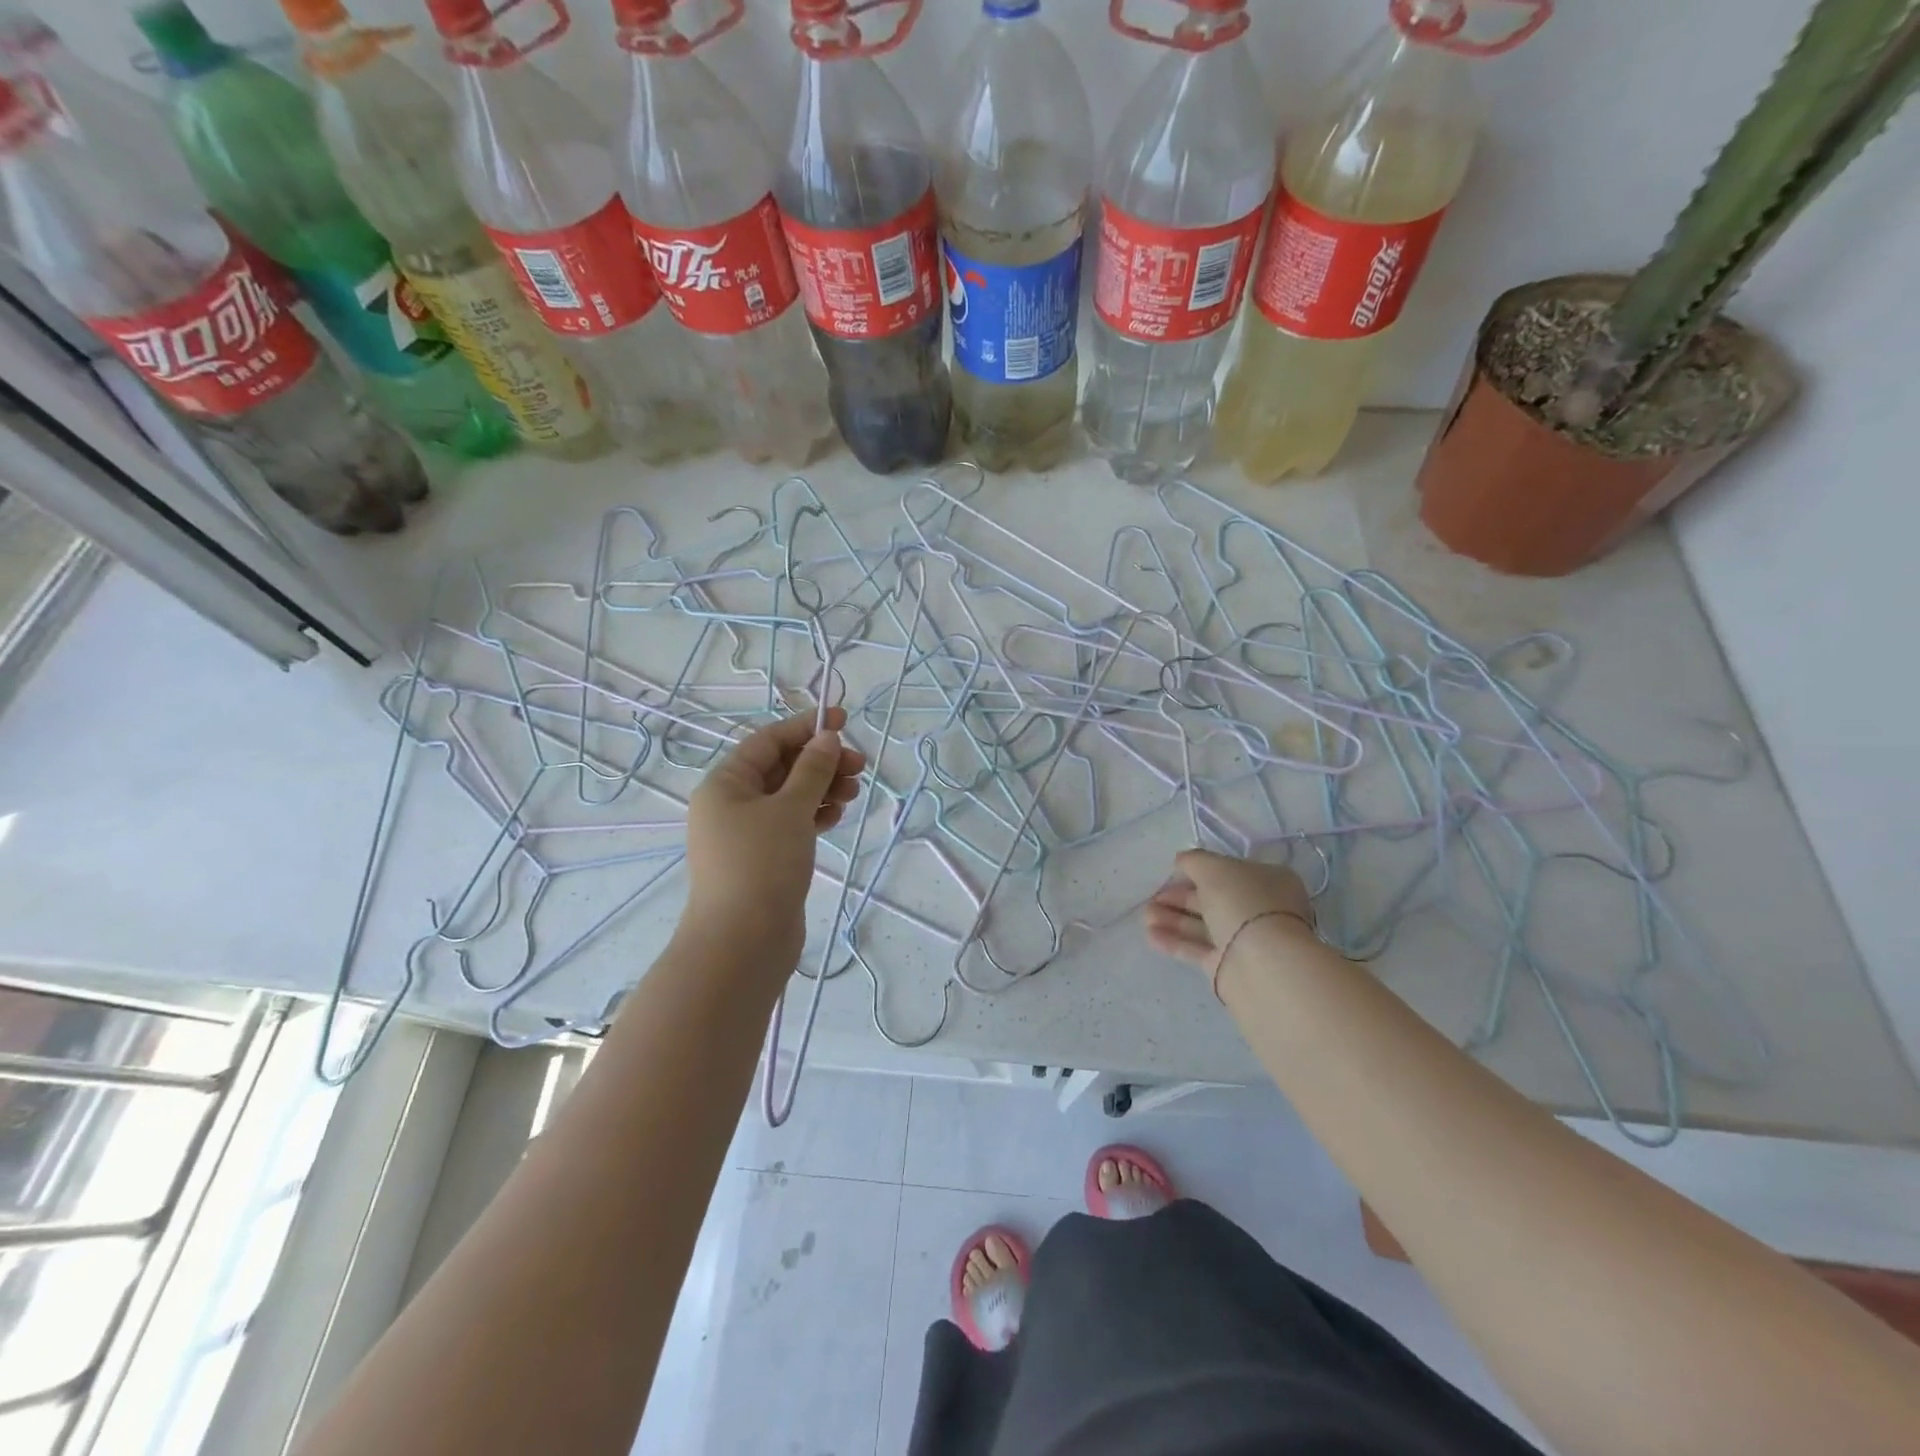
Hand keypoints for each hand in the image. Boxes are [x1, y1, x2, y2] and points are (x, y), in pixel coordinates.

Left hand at [684, 708, 865, 967]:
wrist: (743, 944)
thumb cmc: (762, 865)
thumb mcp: (791, 809)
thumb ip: (812, 770)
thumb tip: (827, 739)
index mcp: (726, 784)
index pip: (768, 741)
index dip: (806, 727)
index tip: (844, 721)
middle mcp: (731, 804)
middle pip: (781, 768)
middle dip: (821, 762)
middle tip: (860, 766)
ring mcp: (747, 834)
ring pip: (790, 797)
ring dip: (822, 788)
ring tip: (854, 793)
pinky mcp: (764, 859)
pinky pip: (792, 824)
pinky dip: (815, 815)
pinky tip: (837, 816)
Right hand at [1146, 849, 1315, 979]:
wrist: (1261, 963)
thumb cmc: (1242, 903)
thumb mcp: (1213, 868)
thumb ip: (1194, 861)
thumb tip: (1182, 861)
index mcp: (1268, 882)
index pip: (1230, 873)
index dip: (1200, 871)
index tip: (1173, 872)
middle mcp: (1259, 910)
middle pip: (1213, 900)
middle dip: (1180, 897)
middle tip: (1152, 897)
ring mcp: (1245, 940)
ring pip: (1203, 926)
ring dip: (1173, 918)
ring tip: (1146, 915)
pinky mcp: (1228, 967)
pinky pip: (1198, 949)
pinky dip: (1175, 941)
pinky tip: (1151, 935)